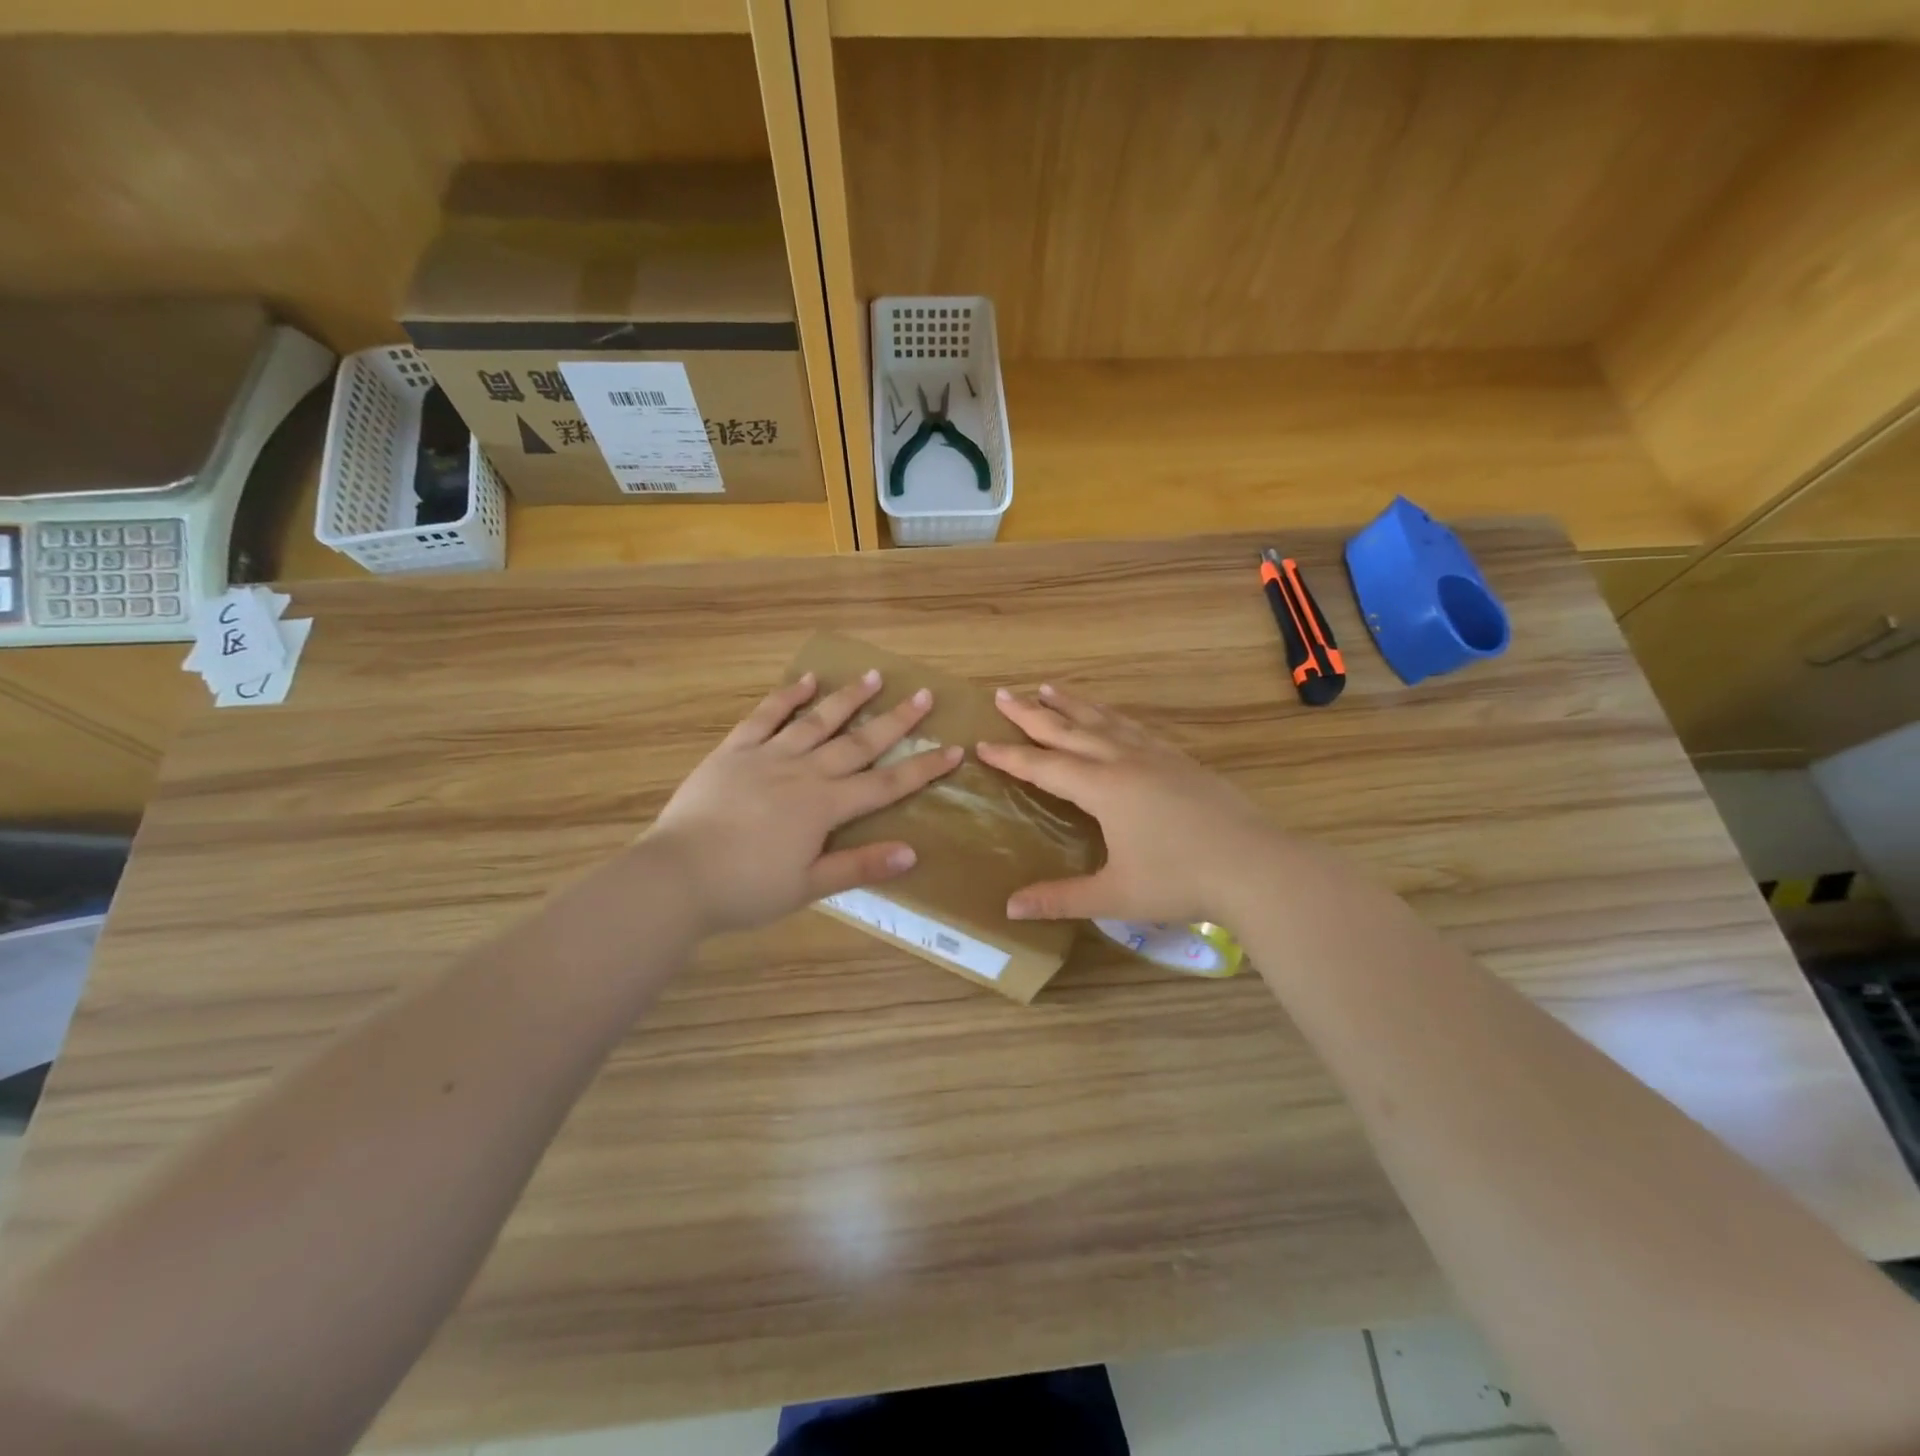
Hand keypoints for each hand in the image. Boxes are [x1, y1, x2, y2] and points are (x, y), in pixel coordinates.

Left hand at [642, 670, 961, 935]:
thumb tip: (912, 852)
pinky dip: (787, 697)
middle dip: (896, 720)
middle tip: (924, 695)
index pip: (886, 784)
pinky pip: (765, 716)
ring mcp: (768, 756)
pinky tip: (806, 681)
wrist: (677, 876)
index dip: (923, 768)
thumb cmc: (746, 889)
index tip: (954, 750)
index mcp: (825, 806)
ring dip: (848, 698)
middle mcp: (804, 772)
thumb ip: (859, 866)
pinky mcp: (734, 751)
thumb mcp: (808, 886)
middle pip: (859, 742)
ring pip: (817, 721)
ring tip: (874, 676)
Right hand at [976, 685, 1284, 924]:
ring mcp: (1156, 756)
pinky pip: (1135, 727)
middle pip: (1069, 730)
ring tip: (1049, 688)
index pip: (1045, 767)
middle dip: (1033, 713)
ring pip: (1104, 721)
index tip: (982, 741)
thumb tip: (1009, 908)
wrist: (1256, 866)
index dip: (1011, 755)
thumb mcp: (1114, 895)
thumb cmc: (1180, 881)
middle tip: (1005, 693)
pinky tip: (1111, 716)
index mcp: (1103, 790)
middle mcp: (1124, 762)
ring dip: (1073, 704)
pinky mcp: (1181, 760)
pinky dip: (1113, 715)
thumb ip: (1060, 898)